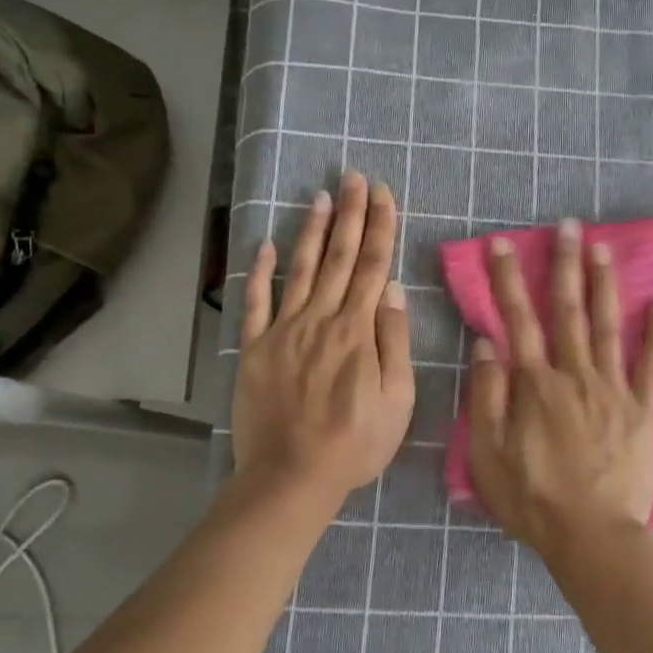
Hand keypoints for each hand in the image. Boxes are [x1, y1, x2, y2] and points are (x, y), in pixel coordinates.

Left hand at [233, 173, 414, 508]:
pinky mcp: (256, 348)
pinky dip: (261, 271)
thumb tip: (394, 291)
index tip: (383, 194)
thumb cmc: (355, 443)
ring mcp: (284, 331)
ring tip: (320, 196)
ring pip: (301, 269)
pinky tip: (267, 244)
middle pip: (340, 257)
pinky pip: (256, 302)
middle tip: (353, 177)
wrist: (292, 476)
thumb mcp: (397, 400)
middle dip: (350, 214)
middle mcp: (321, 319)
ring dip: (312, 230)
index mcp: (358, 331)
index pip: (374, 267)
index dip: (380, 227)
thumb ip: (395, 342)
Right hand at [466, 219, 652, 572]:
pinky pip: (652, 365)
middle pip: (568, 310)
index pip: (518, 320)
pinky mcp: (643, 409)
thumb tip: (487, 345)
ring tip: (604, 248)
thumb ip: (487, 397)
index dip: (508, 279)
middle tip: (568, 226)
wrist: (592, 536)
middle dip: (564, 265)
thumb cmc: (534, 500)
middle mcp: (575, 374)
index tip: (503, 244)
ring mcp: (614, 389)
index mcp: (536, 384)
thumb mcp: (489, 455)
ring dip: (604, 285)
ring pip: (608, 326)